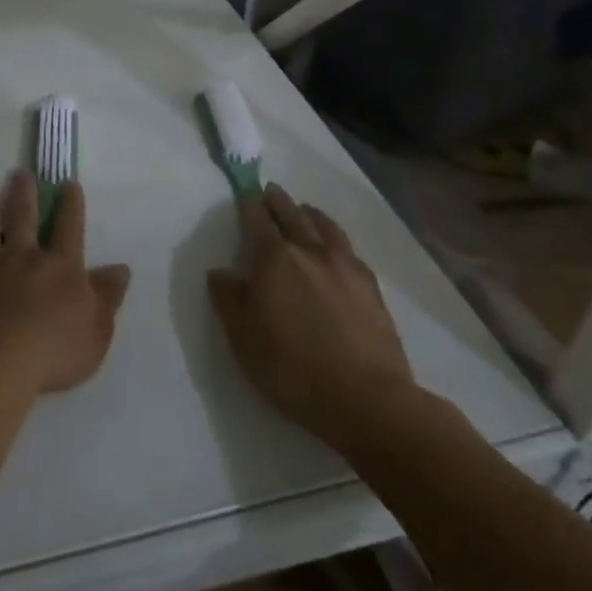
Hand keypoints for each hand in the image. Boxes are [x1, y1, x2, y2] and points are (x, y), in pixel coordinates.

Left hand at [0, 173, 131, 396]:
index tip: (69, 183)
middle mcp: (22, 254)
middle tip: (20, 172)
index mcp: (60, 266)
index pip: (70, 226)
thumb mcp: (96, 331)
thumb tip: (121, 268)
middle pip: (23, 215)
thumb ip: (108, 297)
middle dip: (23, 192)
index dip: (71, 204)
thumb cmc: (52, 352)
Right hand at [207, 185, 418, 447]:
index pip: (257, 220)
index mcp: (273, 259)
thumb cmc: (293, 370)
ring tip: (303, 209)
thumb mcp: (243, 339)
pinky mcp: (370, 286)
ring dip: (308, 213)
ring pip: (323, 226)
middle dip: (277, 201)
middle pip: (291, 214)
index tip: (245, 194)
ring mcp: (343, 265)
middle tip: (270, 191)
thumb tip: (221, 271)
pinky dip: (334, 236)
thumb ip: (228, 299)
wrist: (367, 400)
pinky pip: (347, 247)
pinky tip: (335, 246)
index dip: (249, 205)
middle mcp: (308, 251)